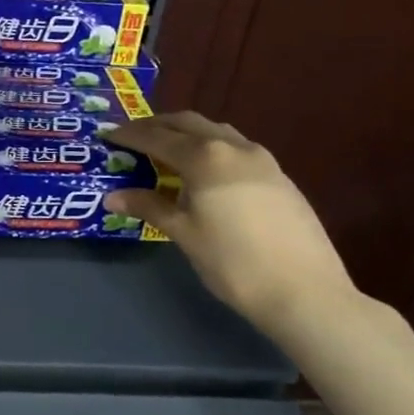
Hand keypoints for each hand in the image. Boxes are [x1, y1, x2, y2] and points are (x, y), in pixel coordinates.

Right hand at [104, 112, 356, 331]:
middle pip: (187, 123)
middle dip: (157, 125)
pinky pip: (235, 147)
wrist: (306, 292)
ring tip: (167, 150)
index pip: (156, 137)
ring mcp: (262, 159)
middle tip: (133, 137)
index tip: (108, 136)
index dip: (129, 135)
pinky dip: (211, 148)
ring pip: (215, 131)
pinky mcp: (279, 176)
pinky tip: (206, 172)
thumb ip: (149, 207)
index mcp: (204, 157)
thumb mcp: (184, 233)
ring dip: (187, 133)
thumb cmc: (233, 262)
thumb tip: (113, 196)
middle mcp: (233, 146)